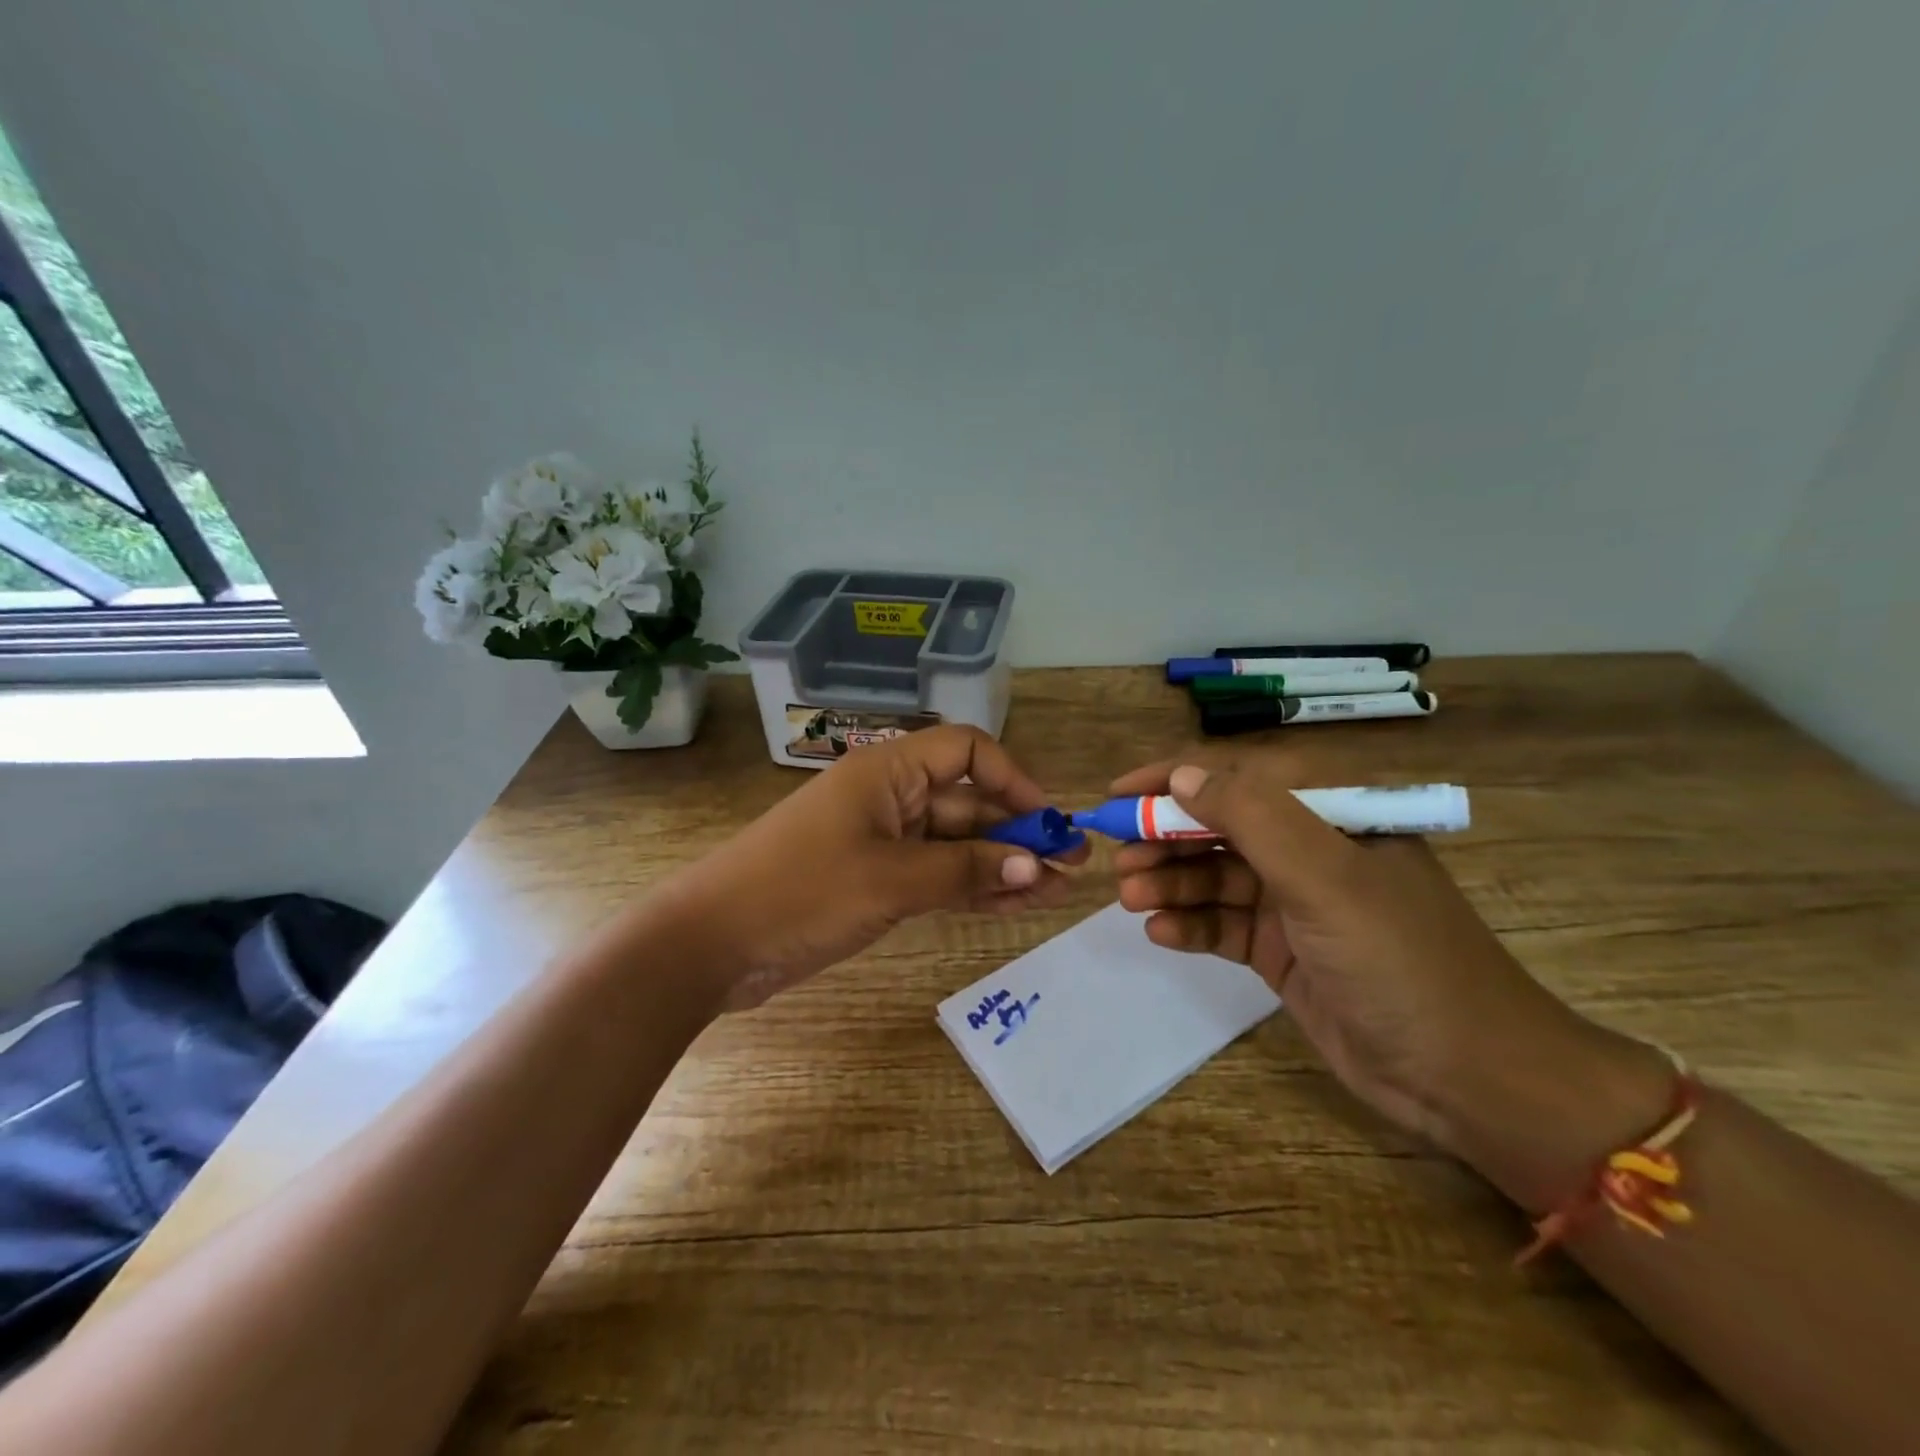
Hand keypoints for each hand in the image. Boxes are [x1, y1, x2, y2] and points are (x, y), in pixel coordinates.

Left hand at [668, 725, 1085, 1010]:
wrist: (710, 942)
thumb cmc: (800, 891)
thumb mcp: (890, 879)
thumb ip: (965, 870)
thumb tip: (1034, 866)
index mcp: (889, 771)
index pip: (967, 752)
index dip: (1013, 779)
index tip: (1048, 819)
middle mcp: (890, 797)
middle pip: (967, 803)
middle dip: (1017, 832)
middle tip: (1071, 868)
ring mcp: (881, 841)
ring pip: (955, 844)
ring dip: (1001, 864)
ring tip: (1054, 892)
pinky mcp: (873, 880)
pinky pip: (935, 875)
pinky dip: (971, 887)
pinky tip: (1013, 905)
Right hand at [1109, 755, 1667, 1202]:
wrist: (1466, 1078)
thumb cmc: (1399, 959)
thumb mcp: (1324, 877)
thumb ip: (1252, 817)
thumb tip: (1182, 775)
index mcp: (1331, 814)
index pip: (1238, 777)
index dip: (1172, 780)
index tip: (1117, 795)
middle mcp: (1310, 850)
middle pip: (1219, 828)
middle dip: (1165, 839)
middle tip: (1118, 861)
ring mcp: (1295, 903)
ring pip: (1215, 878)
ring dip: (1171, 884)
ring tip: (1132, 901)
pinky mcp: (1283, 950)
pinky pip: (1223, 925)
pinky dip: (1191, 925)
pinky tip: (1162, 934)